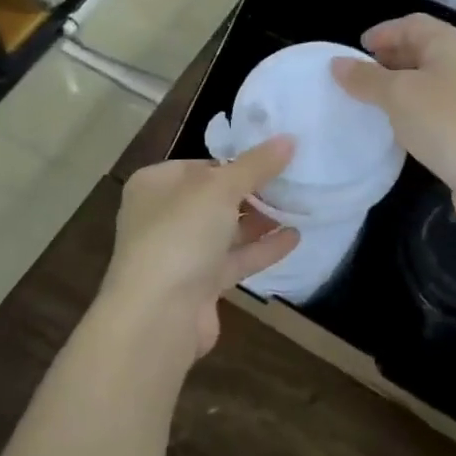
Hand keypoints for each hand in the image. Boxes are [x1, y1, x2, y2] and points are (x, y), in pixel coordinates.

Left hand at [99, 138, 299, 361]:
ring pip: (225, 230)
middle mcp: (163, 216)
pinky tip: (294, 238)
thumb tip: (289, 139)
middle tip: (293, 181)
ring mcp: (180, 253)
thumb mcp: (220, 188)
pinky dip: (261, 249)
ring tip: (299, 206)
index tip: (275, 159)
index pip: (201, 165)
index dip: (236, 162)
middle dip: (252, 192)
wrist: (157, 316)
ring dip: (260, 220)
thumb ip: (256, 165)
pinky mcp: (199, 286)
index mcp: (155, 184)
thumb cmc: (180, 234)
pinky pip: (234, 260)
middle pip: (214, 198)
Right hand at [331, 15, 455, 230]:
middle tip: (359, 76)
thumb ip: (366, 78)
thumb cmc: (446, 122)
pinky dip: (413, 112)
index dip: (383, 32)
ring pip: (428, 82)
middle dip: (390, 59)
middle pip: (422, 50)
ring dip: (400, 88)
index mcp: (450, 44)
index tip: (356, 49)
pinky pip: (435, 110)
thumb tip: (337, 64)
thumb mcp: (397, 94)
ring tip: (370, 103)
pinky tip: (397, 129)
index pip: (412, 24)